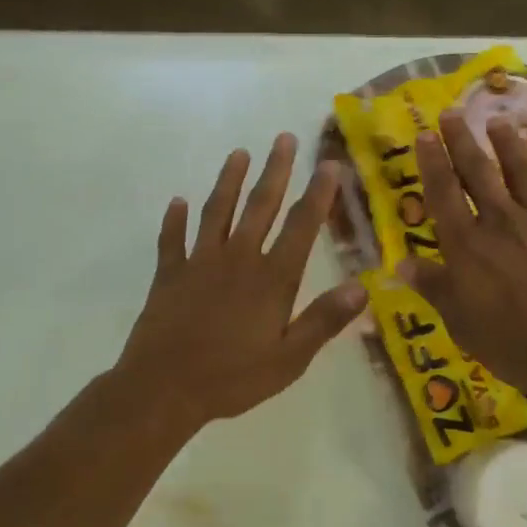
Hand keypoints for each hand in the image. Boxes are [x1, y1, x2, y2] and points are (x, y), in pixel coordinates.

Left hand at [114, 132, 368, 432]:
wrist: (164, 387)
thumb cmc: (232, 378)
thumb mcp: (289, 360)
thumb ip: (323, 321)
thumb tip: (362, 288)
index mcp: (271, 279)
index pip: (301, 227)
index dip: (318, 194)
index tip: (329, 164)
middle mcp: (237, 259)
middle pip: (260, 206)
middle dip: (275, 170)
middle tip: (283, 138)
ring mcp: (199, 263)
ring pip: (216, 211)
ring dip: (229, 181)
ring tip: (239, 153)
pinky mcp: (169, 274)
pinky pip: (172, 239)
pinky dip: (174, 219)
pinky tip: (176, 201)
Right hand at [395, 76, 526, 415]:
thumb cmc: (520, 347)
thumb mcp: (463, 325)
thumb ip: (434, 288)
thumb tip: (400, 262)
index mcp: (469, 246)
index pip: (443, 195)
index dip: (431, 163)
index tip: (423, 135)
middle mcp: (504, 222)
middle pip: (479, 174)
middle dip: (462, 142)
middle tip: (451, 114)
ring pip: (524, 173)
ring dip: (509, 146)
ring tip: (498, 122)